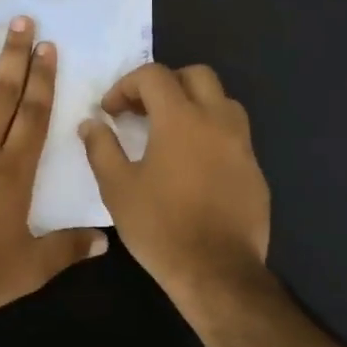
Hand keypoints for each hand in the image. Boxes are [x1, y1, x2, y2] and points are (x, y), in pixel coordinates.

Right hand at [79, 64, 270, 301]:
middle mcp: (217, 120)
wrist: (217, 271)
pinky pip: (233, 134)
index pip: (154, 75)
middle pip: (196, 75)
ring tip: (171, 132)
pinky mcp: (255, 169)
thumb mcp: (117, 188)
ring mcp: (242, 144)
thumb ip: (101, 148)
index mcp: (181, 118)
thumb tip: (91, 123)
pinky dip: (211, 134)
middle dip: (165, 84)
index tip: (110, 111)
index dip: (126, 86)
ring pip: (222, 101)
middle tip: (143, 111)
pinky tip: (194, 164)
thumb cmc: (160, 227)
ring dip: (194, 104)